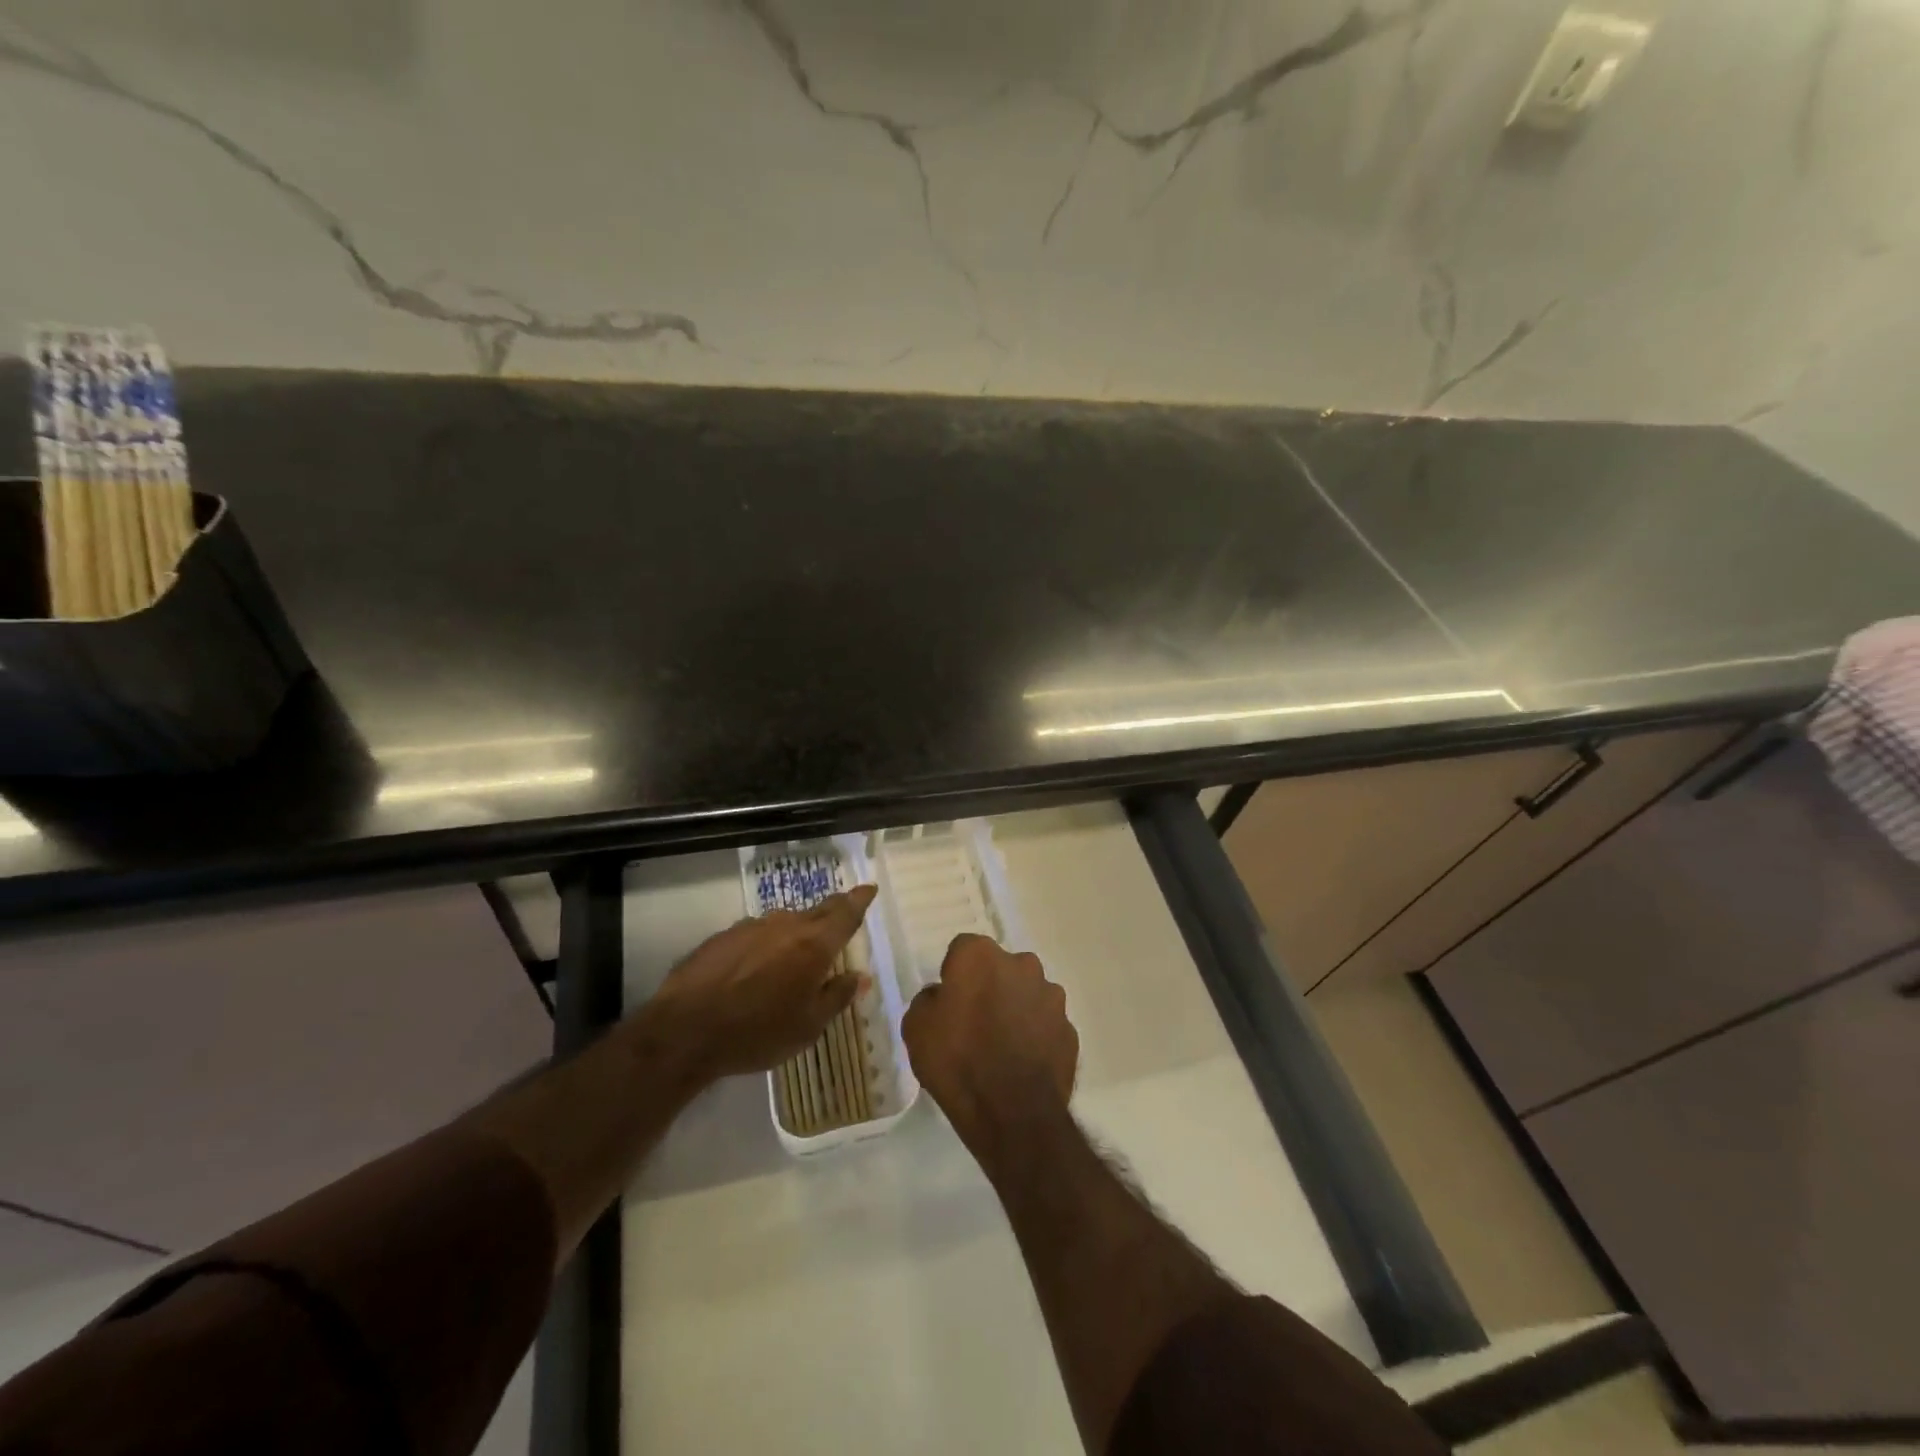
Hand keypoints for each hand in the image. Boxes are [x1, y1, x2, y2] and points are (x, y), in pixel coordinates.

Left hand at [648, 885, 876, 1080]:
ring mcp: (751, 927)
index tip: (868, 888)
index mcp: (814, 944)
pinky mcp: (723, 936)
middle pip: (817, 911)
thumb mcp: (808, 1027)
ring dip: (794, 935)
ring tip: (793, 957)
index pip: (845, 912)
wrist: (685, 1030)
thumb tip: (860, 977)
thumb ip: (837, 997)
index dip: (859, 899)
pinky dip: (764, 946)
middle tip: (841, 916)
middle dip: (832, 911)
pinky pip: (755, 935)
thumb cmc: (757, 1032)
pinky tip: (754, 970)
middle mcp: (786, 925)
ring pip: (783, 924)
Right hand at [902, 933, 1077, 1152]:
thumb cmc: (957, 1061)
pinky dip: (1036, 1036)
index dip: (954, 974)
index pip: (962, 949)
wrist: (1012, 1114)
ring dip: (1016, 1009)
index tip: (949, 1002)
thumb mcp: (916, 1028)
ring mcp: (1051, 996)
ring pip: (1028, 994)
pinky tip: (1022, 1064)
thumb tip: (943, 997)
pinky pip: (1046, 1025)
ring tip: (1001, 1047)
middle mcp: (1022, 964)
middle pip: (1000, 968)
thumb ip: (929, 1001)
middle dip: (990, 986)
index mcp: (980, 955)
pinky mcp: (1070, 1029)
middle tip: (975, 1022)